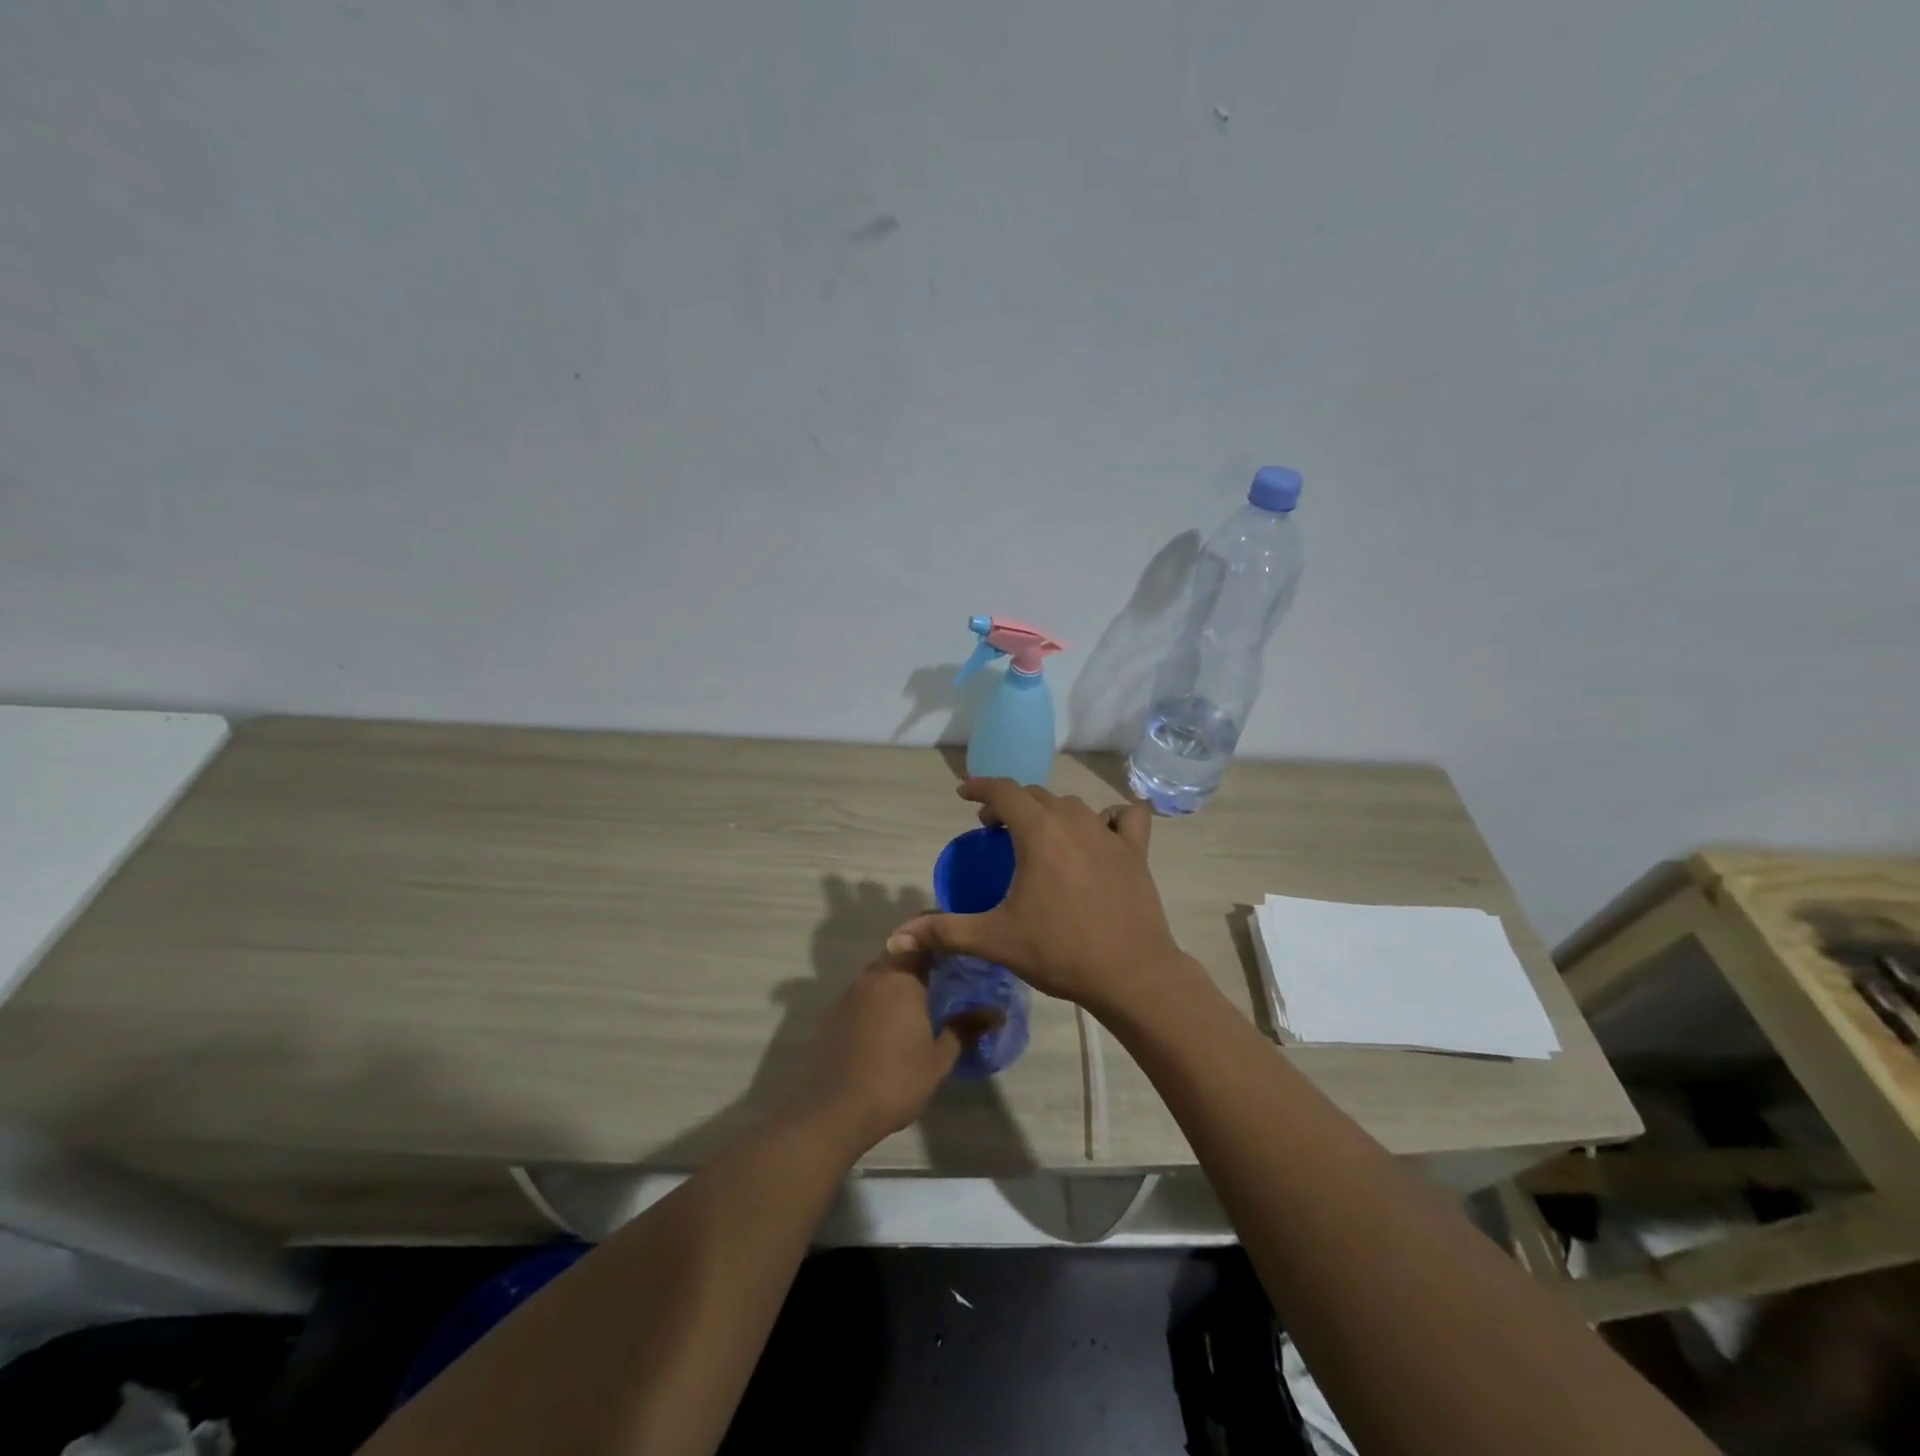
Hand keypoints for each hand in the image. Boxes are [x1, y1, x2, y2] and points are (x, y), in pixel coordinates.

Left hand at [790, 949, 981, 1152]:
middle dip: (920, 961)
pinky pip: (863, 993)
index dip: (941, 943)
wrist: (834, 1110)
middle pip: (900, 954)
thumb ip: (965, 1030)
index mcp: (901, 978)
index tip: (959, 951)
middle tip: (945, 977)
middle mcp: (873, 976)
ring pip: (880, 973)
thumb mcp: (938, 1060)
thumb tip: (995, 1013)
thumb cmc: (895, 1081)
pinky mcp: (834, 1013)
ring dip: (898, 980)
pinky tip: (890, 1021)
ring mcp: (850, 993)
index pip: (923, 942)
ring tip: (921, 999)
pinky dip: (879, 998)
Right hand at [887, 778, 1191, 1016]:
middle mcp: (1074, 820)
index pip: (1003, 790)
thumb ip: (944, 932)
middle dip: (1009, 803)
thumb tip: (894, 939)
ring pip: (1072, 804)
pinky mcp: (1136, 850)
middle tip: (994, 829)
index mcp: (1038, 831)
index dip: (979, 787)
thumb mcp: (995, 940)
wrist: (1130, 974)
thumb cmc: (1059, 951)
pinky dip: (1110, 816)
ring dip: (1049, 811)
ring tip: (1037, 835)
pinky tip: (1101, 833)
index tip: (963, 794)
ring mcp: (1109, 833)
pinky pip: (1125, 816)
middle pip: (1035, 795)